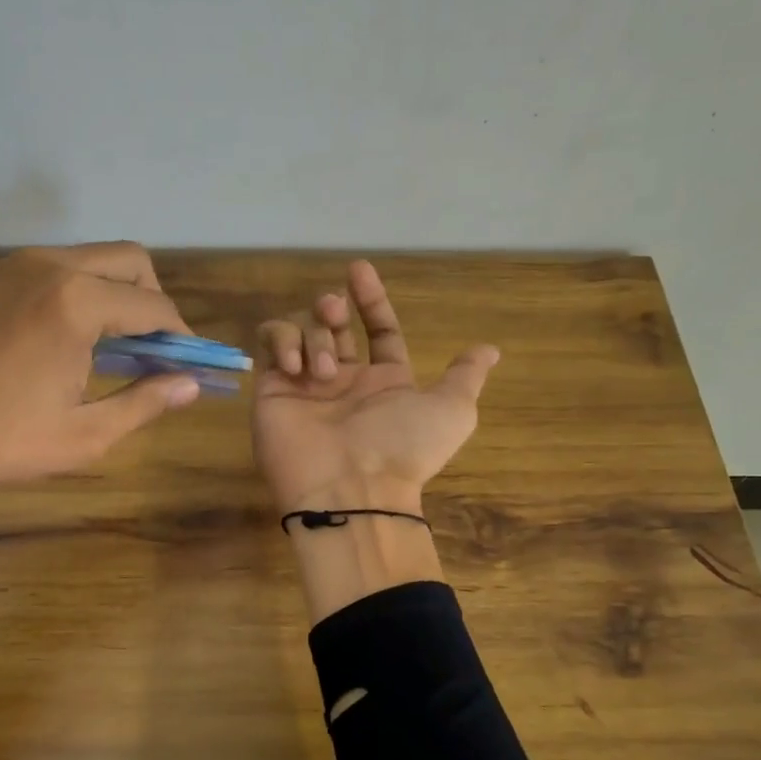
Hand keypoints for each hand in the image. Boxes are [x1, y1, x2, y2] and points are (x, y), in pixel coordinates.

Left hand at [0, 242, 200, 604]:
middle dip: (152, 301)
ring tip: (108, 349)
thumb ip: (146, 402)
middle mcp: (45, 266)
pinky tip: (58, 342)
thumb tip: (191, 385)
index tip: (190, 362)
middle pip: (127, 261)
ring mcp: (6, 267)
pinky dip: (71, 294)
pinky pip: (45, 271)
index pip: (153, 307)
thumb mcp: (85, 435)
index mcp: (76, 301)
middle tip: (152, 350)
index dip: (181, 335)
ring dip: (112, 294)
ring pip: (85, 260)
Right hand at [252, 260, 498, 515]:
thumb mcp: (452, 411)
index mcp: (384, 381)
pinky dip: (282, 341)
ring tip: (322, 368)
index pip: (378, 330)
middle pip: (334, 323)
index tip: (360, 271)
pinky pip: (270, 344)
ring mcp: (305, 385)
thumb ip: (465, 376)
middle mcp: (344, 379)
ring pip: (302, 328)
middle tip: (336, 310)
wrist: (351, 488)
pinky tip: (296, 366)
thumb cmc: (402, 446)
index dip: (372, 300)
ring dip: (314, 333)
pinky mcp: (272, 389)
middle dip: (334, 306)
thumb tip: (490, 350)